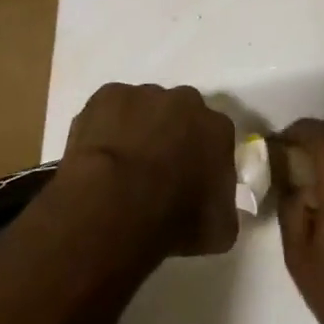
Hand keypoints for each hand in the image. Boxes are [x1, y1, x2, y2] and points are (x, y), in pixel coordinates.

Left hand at [64, 83, 236, 256]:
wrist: (116, 205)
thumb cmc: (176, 219)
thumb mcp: (220, 229)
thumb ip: (224, 209)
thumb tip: (217, 208)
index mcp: (219, 129)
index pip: (216, 139)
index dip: (202, 159)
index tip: (190, 181)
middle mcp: (187, 102)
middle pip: (181, 115)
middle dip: (172, 136)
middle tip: (155, 171)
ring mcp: (144, 95)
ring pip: (144, 109)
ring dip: (138, 129)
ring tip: (121, 166)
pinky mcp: (107, 95)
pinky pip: (109, 110)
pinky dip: (105, 127)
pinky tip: (99, 154)